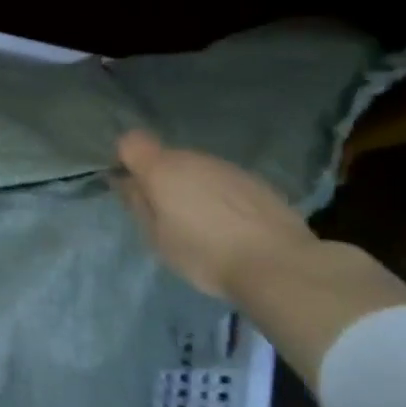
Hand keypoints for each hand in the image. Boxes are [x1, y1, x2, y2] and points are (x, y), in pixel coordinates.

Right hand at [114, 130, 317, 300]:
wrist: (279, 264)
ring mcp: (228, 167)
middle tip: (169, 216)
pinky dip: (221, 197)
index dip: (126, 160)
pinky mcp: (256, 181)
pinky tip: (232, 226)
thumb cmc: (204, 253)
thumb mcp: (157, 237)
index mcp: (162, 169)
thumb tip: (127, 182)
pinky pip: (224, 182)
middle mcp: (193, 158)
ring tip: (205, 225)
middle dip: (162, 179)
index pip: (131, 141)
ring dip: (193, 188)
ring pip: (197, 169)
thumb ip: (138, 203)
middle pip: (166, 158)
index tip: (132, 187)